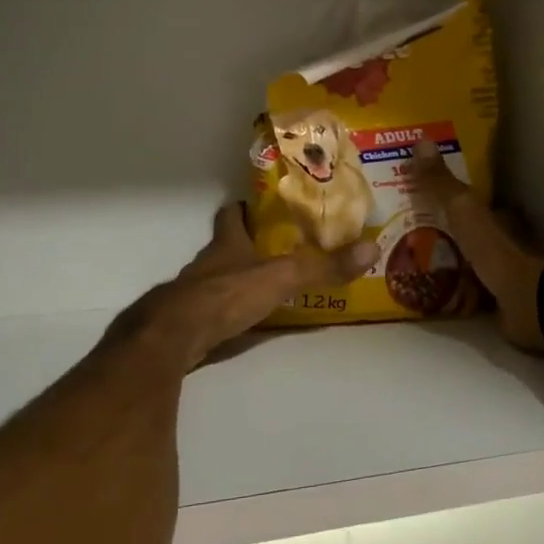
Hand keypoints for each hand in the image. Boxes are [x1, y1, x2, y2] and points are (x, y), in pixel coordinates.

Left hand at [133, 205, 376, 367]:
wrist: (173, 337)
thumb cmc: (225, 296)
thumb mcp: (281, 278)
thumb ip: (322, 267)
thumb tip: (371, 249)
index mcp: (226, 245)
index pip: (231, 216)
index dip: (242, 209)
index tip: (257, 206)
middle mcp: (206, 264)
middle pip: (224, 247)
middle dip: (244, 246)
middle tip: (274, 248)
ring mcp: (192, 294)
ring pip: (215, 279)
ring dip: (235, 280)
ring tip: (263, 286)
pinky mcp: (187, 323)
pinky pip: (210, 311)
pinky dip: (226, 312)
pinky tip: (241, 322)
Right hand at [409, 139, 543, 352]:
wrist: (529, 303)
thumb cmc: (499, 252)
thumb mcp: (464, 210)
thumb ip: (442, 183)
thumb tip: (420, 140)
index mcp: (504, 217)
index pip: (480, 202)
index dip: (456, 199)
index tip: (428, 199)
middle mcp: (509, 242)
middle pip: (476, 233)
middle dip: (451, 233)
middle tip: (413, 233)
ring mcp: (507, 276)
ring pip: (473, 264)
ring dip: (452, 264)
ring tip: (414, 264)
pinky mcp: (502, 305)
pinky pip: (472, 294)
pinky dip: (456, 294)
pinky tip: (431, 294)